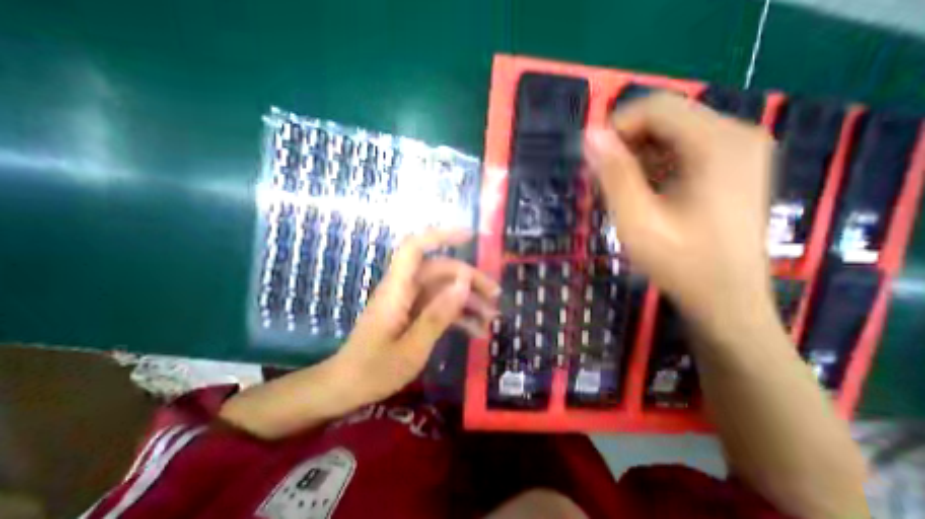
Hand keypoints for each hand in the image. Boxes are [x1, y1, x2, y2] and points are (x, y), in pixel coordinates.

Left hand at [329, 230, 495, 403]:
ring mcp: (409, 302)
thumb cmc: (374, 371)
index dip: (440, 236)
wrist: (347, 388)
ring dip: (468, 300)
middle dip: (470, 279)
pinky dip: (459, 316)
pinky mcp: (413, 315)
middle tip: (496, 297)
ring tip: (492, 318)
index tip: (469, 236)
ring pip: (444, 289)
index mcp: (397, 290)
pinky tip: (477, 331)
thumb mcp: (412, 348)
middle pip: (440, 271)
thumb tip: (464, 282)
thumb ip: (438, 314)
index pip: (415, 248)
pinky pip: (440, 307)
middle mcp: (404, 289)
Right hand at [589, 93, 773, 332]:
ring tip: (622, 192)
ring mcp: (738, 151)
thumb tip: (591, 136)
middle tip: (604, 181)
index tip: (593, 160)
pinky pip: (683, 151)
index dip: (616, 128)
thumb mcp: (636, 219)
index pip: (656, 108)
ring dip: (637, 158)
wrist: (725, 297)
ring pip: (672, 134)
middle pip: (665, 118)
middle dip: (626, 145)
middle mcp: (736, 136)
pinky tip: (644, 195)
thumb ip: (613, 174)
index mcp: (717, 144)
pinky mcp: (732, 167)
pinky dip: (654, 166)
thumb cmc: (679, 262)